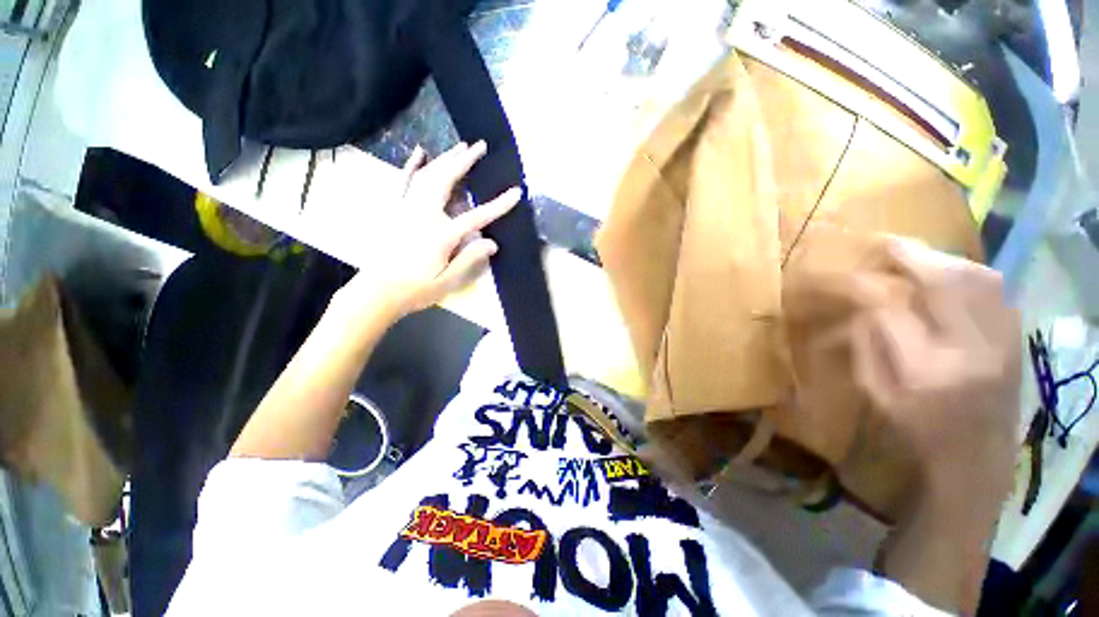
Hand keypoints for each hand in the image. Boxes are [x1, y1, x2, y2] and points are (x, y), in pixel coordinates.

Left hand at [338, 141, 519, 317]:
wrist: (378, 291)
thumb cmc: (416, 289)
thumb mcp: (448, 281)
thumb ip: (469, 259)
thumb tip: (492, 243)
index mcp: (441, 234)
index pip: (476, 216)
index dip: (498, 205)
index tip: (516, 192)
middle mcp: (423, 214)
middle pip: (446, 180)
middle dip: (465, 161)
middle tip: (480, 146)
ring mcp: (407, 208)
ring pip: (427, 175)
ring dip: (445, 158)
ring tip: (461, 147)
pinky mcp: (396, 209)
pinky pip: (404, 181)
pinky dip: (413, 164)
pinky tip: (420, 151)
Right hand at [851, 238, 1021, 496]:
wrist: (977, 466)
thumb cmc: (915, 435)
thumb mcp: (876, 395)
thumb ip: (865, 345)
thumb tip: (860, 305)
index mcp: (922, 371)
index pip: (887, 308)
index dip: (859, 285)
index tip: (838, 275)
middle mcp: (971, 350)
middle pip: (943, 281)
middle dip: (905, 254)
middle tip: (878, 245)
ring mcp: (1003, 343)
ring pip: (977, 278)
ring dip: (940, 258)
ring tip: (913, 257)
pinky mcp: (1018, 341)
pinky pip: (998, 290)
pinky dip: (970, 273)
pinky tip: (951, 275)